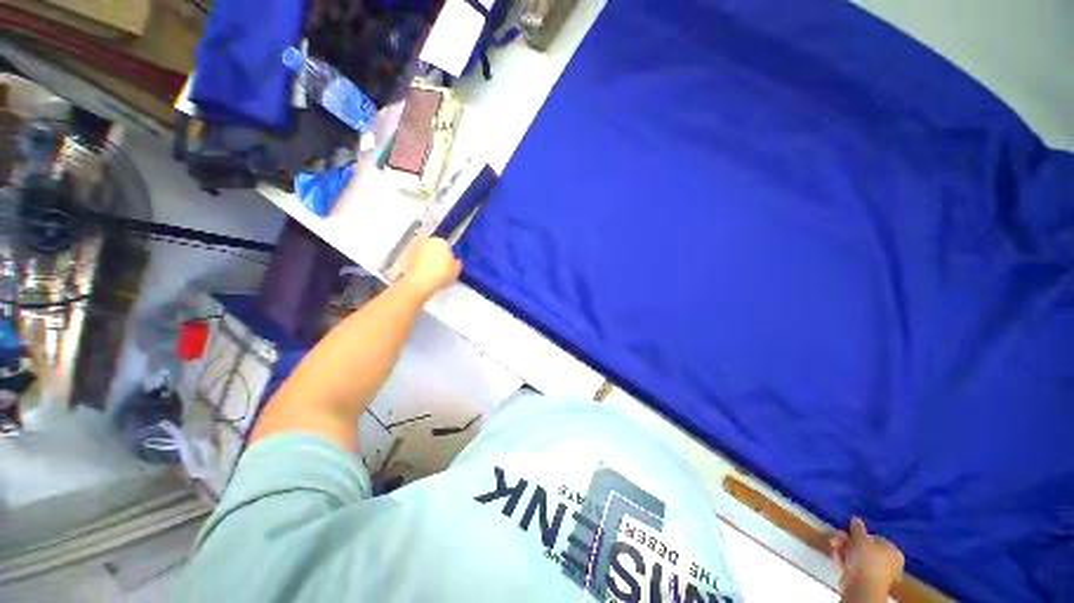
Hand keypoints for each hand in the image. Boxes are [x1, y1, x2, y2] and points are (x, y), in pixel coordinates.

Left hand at [398, 237, 461, 298]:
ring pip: (423, 253)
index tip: (450, 264)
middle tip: (441, 268)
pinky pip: (415, 260)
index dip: (448, 256)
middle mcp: (425, 241)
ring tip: (432, 274)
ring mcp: (413, 248)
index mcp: (440, 240)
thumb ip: (457, 263)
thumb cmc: (438, 274)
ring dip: (426, 260)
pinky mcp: (405, 257)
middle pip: (433, 247)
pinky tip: (424, 276)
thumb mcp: (456, 270)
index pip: (446, 245)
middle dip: (436, 256)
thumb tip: (456, 263)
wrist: (420, 283)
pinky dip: (418, 266)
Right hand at [831, 517, 904, 600]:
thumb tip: (855, 519)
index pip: (877, 539)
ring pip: (856, 556)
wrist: (863, 586)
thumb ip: (857, 528)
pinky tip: (835, 555)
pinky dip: (843, 559)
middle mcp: (888, 563)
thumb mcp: (861, 538)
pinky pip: (852, 565)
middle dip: (848, 541)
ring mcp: (875, 573)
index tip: (849, 531)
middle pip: (864, 547)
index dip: (861, 534)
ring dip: (843, 548)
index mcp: (894, 552)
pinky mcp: (863, 579)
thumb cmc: (868, 559)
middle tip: (837, 536)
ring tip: (833, 544)